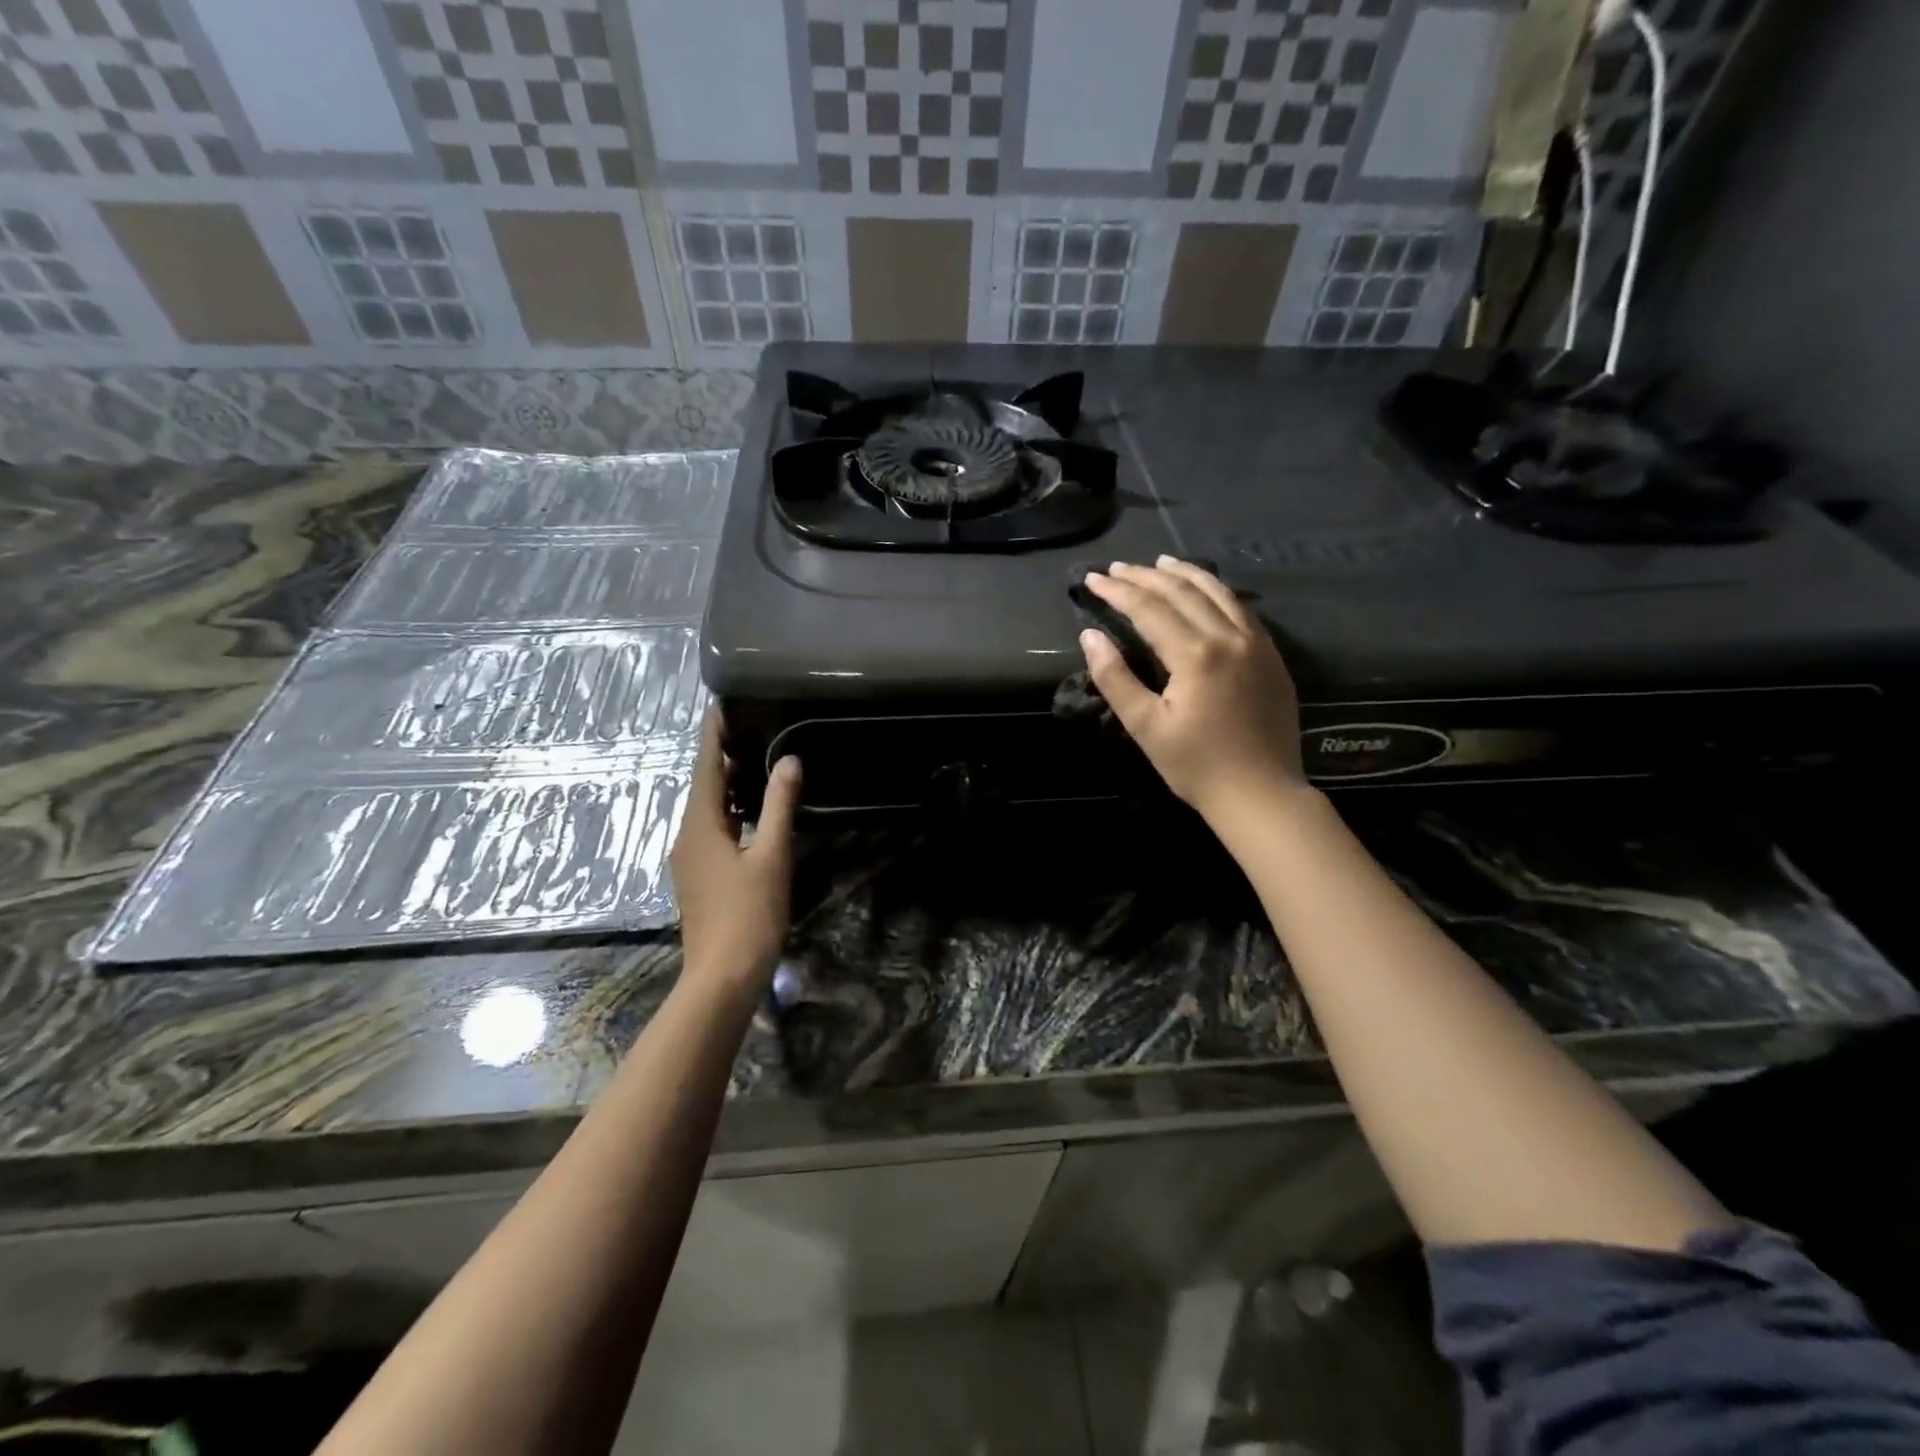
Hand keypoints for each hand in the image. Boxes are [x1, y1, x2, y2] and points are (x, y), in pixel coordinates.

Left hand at [668, 708, 801, 993]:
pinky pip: (713, 830)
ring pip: (708, 810)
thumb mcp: (771, 856)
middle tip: (750, 726)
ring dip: (728, 785)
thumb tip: (789, 761)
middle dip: (723, 757)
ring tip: (755, 760)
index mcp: (700, 826)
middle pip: (704, 787)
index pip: (705, 767)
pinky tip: (752, 811)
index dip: (712, 735)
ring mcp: (691, 860)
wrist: (723, 977)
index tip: (720, 705)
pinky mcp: (702, 878)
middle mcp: (688, 837)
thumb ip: (779, 806)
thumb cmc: (748, 914)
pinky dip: (731, 811)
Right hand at [1081, 557, 1306, 823]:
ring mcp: (1256, 644)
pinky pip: (1242, 609)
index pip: (1149, 608)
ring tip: (1161, 562)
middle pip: (1182, 592)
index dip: (1118, 591)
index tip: (1093, 579)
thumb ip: (1115, 678)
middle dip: (1146, 576)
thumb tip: (1091, 636)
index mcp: (1196, 655)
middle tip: (1118, 568)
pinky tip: (1205, 590)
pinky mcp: (1272, 656)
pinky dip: (1217, 591)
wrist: (1261, 794)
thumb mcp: (1145, 727)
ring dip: (1185, 573)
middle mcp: (1229, 637)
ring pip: (1218, 592)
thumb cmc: (1196, 766)